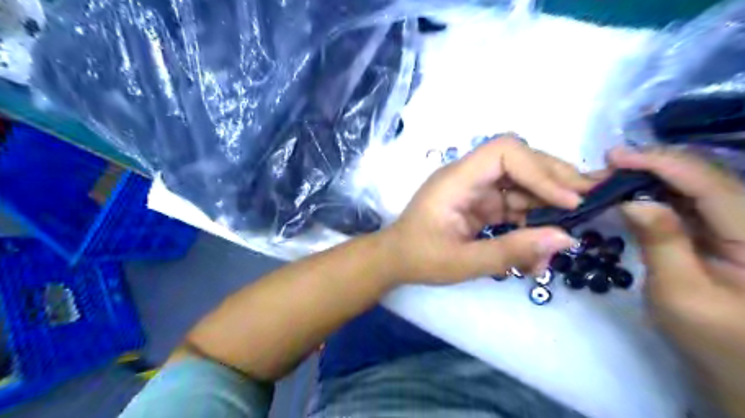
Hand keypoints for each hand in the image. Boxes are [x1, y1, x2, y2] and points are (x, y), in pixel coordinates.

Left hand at [384, 135, 594, 285]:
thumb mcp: (463, 262)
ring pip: (521, 184)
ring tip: (572, 227)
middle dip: (556, 180)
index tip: (568, 200)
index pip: (504, 152)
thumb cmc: (419, 258)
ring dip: (548, 204)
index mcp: (456, 180)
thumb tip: (566, 240)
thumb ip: (511, 251)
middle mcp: (468, 177)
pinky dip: (532, 220)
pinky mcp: (480, 204)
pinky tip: (543, 242)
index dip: (540, 170)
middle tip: (591, 202)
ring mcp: (475, 190)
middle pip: (520, 161)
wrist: (395, 259)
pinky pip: (513, 204)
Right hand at [608, 146, 744, 417]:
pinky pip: (690, 203)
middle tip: (605, 166)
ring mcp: (739, 227)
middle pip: (705, 178)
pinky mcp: (724, 234)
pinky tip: (632, 193)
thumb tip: (632, 201)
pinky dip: (657, 195)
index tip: (614, 156)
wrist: (740, 365)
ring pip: (696, 187)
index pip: (710, 184)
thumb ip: (661, 242)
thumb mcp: (680, 294)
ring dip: (652, 178)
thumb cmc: (713, 338)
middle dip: (652, 166)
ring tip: (612, 176)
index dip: (661, 163)